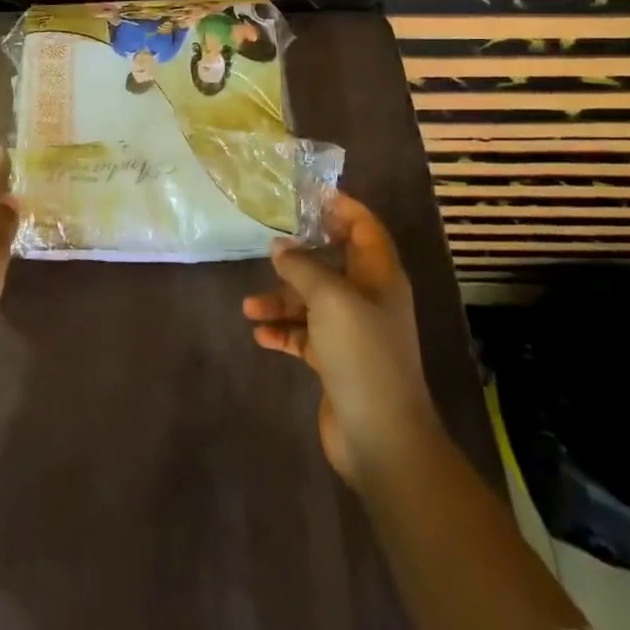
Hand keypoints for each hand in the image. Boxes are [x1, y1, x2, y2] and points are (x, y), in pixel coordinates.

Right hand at [242, 194, 435, 485]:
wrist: (381, 436)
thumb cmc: (362, 354)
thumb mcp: (330, 299)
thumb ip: (302, 268)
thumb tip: (279, 247)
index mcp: (379, 277)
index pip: (364, 228)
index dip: (341, 207)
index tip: (308, 194)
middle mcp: (368, 299)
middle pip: (333, 263)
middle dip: (300, 255)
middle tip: (268, 241)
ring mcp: (352, 332)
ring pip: (312, 301)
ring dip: (282, 299)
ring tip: (248, 307)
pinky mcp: (336, 361)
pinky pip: (304, 334)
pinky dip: (283, 331)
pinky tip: (260, 334)